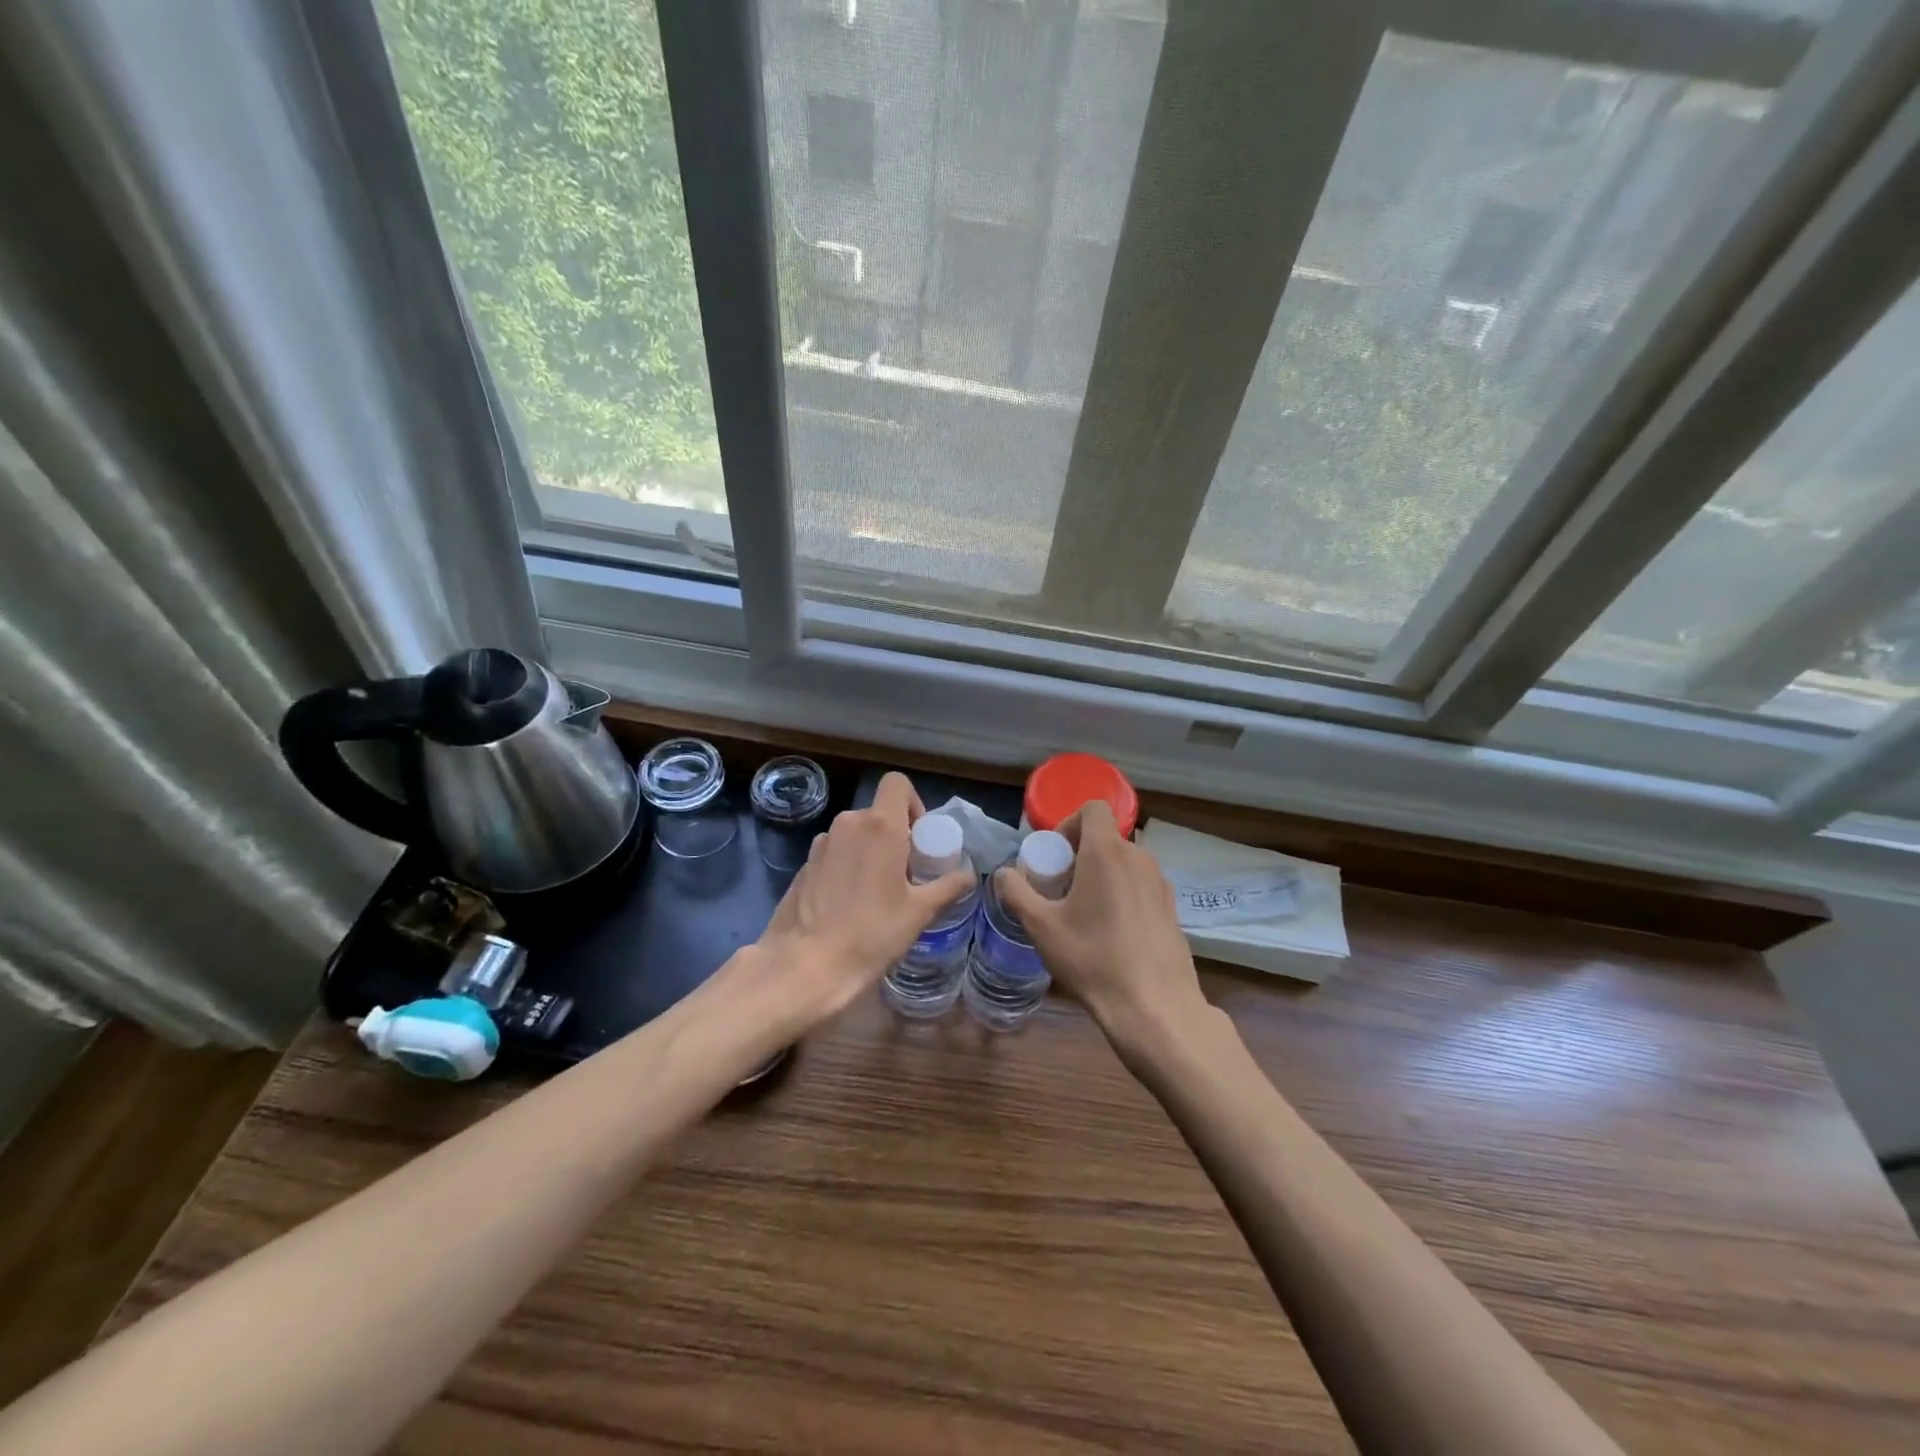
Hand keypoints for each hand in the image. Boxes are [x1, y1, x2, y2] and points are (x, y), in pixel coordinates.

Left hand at [753, 772, 973, 1025]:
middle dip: (895, 835)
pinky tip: (850, 904)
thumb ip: (947, 887)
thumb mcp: (919, 913)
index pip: (897, 783)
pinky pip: (835, 853)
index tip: (919, 838)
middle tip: (906, 872)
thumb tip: (968, 876)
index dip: (913, 803)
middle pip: (878, 813)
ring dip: (870, 851)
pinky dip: (847, 866)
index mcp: (879, 826)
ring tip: (878, 892)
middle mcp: (848, 824)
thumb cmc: (870, 933)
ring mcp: (821, 844)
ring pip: (855, 834)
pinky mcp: (804, 865)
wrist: (805, 964)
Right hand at [997, 802, 1209, 1054]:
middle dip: (1080, 854)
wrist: (1154, 1006)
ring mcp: (1161, 883)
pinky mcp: (1172, 908)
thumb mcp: (1041, 927)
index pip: (1093, 808)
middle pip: (1106, 837)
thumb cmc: (1092, 959)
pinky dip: (1122, 893)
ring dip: (1101, 874)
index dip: (1069, 823)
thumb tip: (1003, 874)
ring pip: (1124, 862)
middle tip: (1060, 889)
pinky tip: (1111, 933)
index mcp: (1107, 852)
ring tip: (1083, 913)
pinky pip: (1140, 885)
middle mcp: (1139, 858)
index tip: (1055, 856)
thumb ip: (1016, 892)